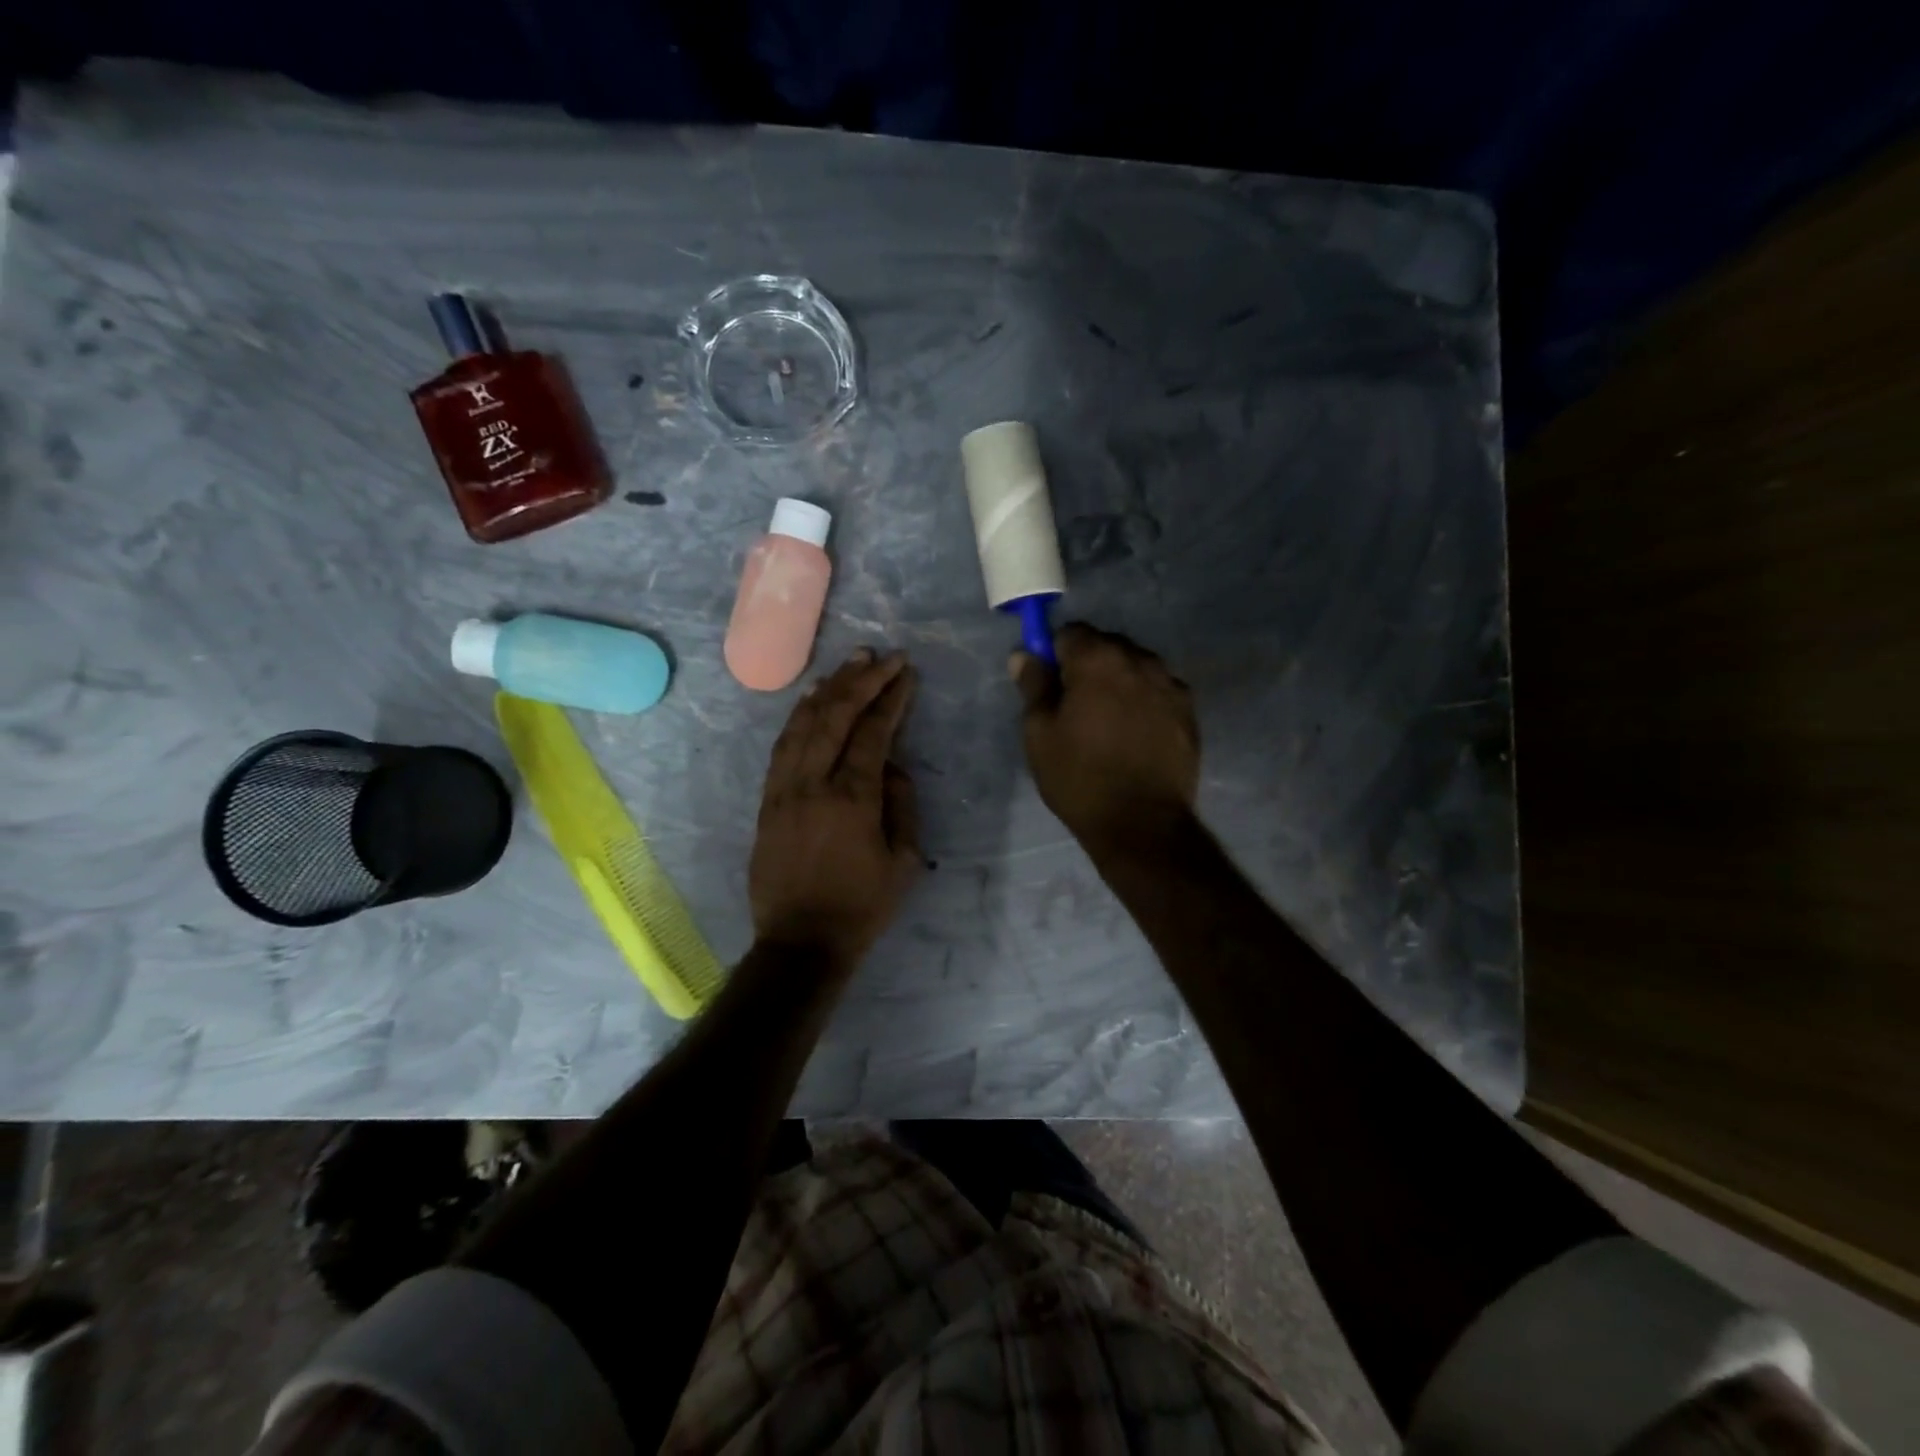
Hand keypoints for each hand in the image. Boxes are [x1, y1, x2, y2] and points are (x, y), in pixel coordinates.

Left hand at [749, 649, 922, 966]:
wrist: (801, 942)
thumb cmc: (861, 907)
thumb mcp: (904, 861)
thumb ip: (902, 805)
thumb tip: (893, 766)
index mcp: (852, 799)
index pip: (872, 733)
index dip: (890, 698)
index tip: (905, 672)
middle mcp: (813, 784)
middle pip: (834, 717)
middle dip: (861, 680)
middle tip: (881, 655)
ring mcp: (783, 790)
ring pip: (803, 724)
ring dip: (828, 690)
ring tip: (849, 664)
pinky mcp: (767, 800)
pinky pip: (781, 746)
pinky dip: (797, 717)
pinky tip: (811, 699)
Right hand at [1013, 623, 1199, 850]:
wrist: (1142, 824)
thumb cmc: (1080, 777)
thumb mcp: (1040, 733)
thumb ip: (1033, 686)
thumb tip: (1024, 654)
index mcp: (1098, 659)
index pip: (1070, 632)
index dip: (1055, 655)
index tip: (1050, 685)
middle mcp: (1140, 660)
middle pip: (1106, 645)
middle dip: (1088, 665)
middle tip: (1076, 708)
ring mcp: (1170, 684)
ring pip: (1135, 666)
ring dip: (1119, 681)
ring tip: (1108, 724)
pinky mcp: (1189, 711)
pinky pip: (1158, 690)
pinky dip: (1143, 701)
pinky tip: (1135, 735)